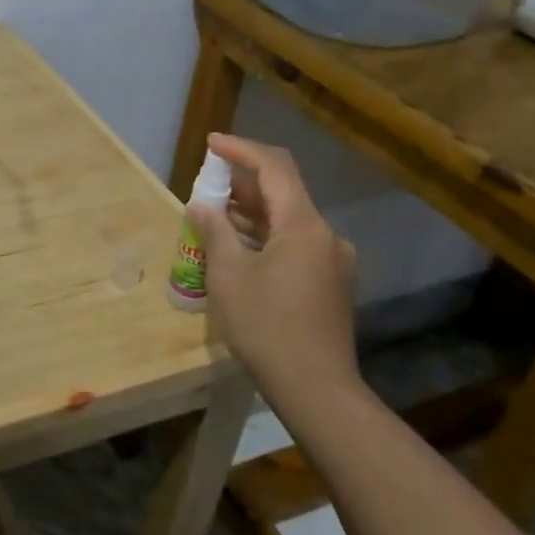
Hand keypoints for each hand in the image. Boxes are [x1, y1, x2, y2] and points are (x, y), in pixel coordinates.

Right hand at [188, 132, 359, 411]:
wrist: (317, 390)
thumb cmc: (267, 327)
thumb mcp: (229, 275)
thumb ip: (215, 230)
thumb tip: (202, 205)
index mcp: (303, 225)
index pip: (274, 167)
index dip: (241, 149)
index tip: (211, 143)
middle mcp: (325, 235)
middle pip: (283, 191)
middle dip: (243, 182)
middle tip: (206, 184)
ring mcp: (332, 261)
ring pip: (289, 220)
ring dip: (252, 212)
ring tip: (214, 217)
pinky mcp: (330, 283)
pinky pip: (295, 243)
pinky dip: (266, 236)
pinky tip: (239, 250)